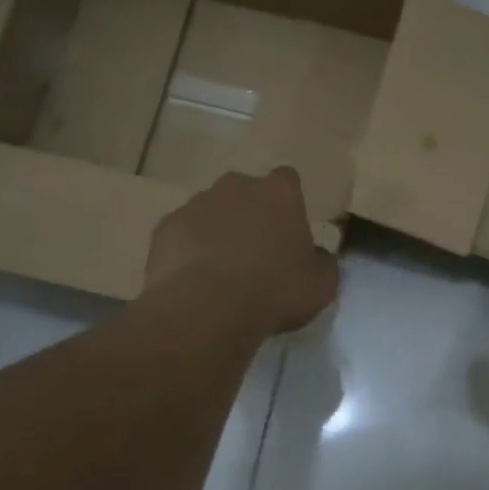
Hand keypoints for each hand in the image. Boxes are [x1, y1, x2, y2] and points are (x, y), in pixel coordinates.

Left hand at [144, 168, 339, 335]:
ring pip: (211, 212)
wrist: (207, 308)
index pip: (288, 181)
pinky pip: (183, 234)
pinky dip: (189, 250)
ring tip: (222, 273)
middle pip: (246, 193)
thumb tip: (316, 256)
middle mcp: (236, 187)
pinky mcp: (165, 227)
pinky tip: (195, 281)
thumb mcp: (321, 285)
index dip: (288, 204)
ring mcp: (196, 204)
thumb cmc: (275, 291)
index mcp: (279, 193)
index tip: (288, 231)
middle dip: (250, 215)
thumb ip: (322, 263)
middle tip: (256, 253)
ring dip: (218, 232)